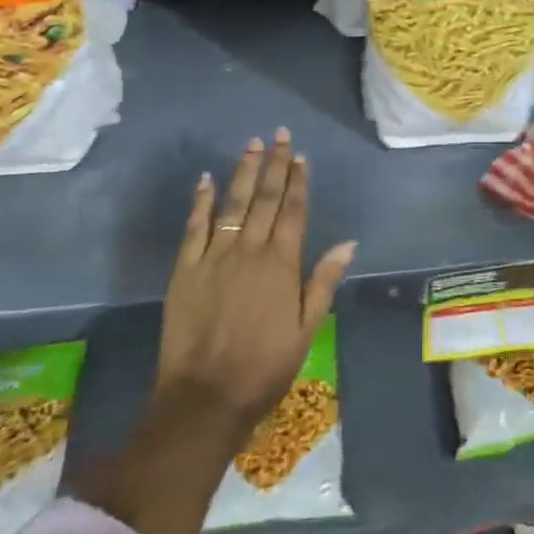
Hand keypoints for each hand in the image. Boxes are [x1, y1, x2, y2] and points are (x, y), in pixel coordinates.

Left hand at [155, 130, 356, 441]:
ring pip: (232, 204)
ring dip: (243, 172)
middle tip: (278, 134)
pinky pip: (194, 227)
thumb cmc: (264, 368)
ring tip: (251, 144)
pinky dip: (201, 201)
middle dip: (274, 164)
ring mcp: (215, 257)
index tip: (301, 156)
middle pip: (265, 199)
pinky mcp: (185, 270)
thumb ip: (323, 282)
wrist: (204, 398)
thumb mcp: (306, 330)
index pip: (293, 211)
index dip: (298, 182)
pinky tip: (206, 179)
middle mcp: (250, 251)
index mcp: (282, 264)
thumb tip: (347, 243)